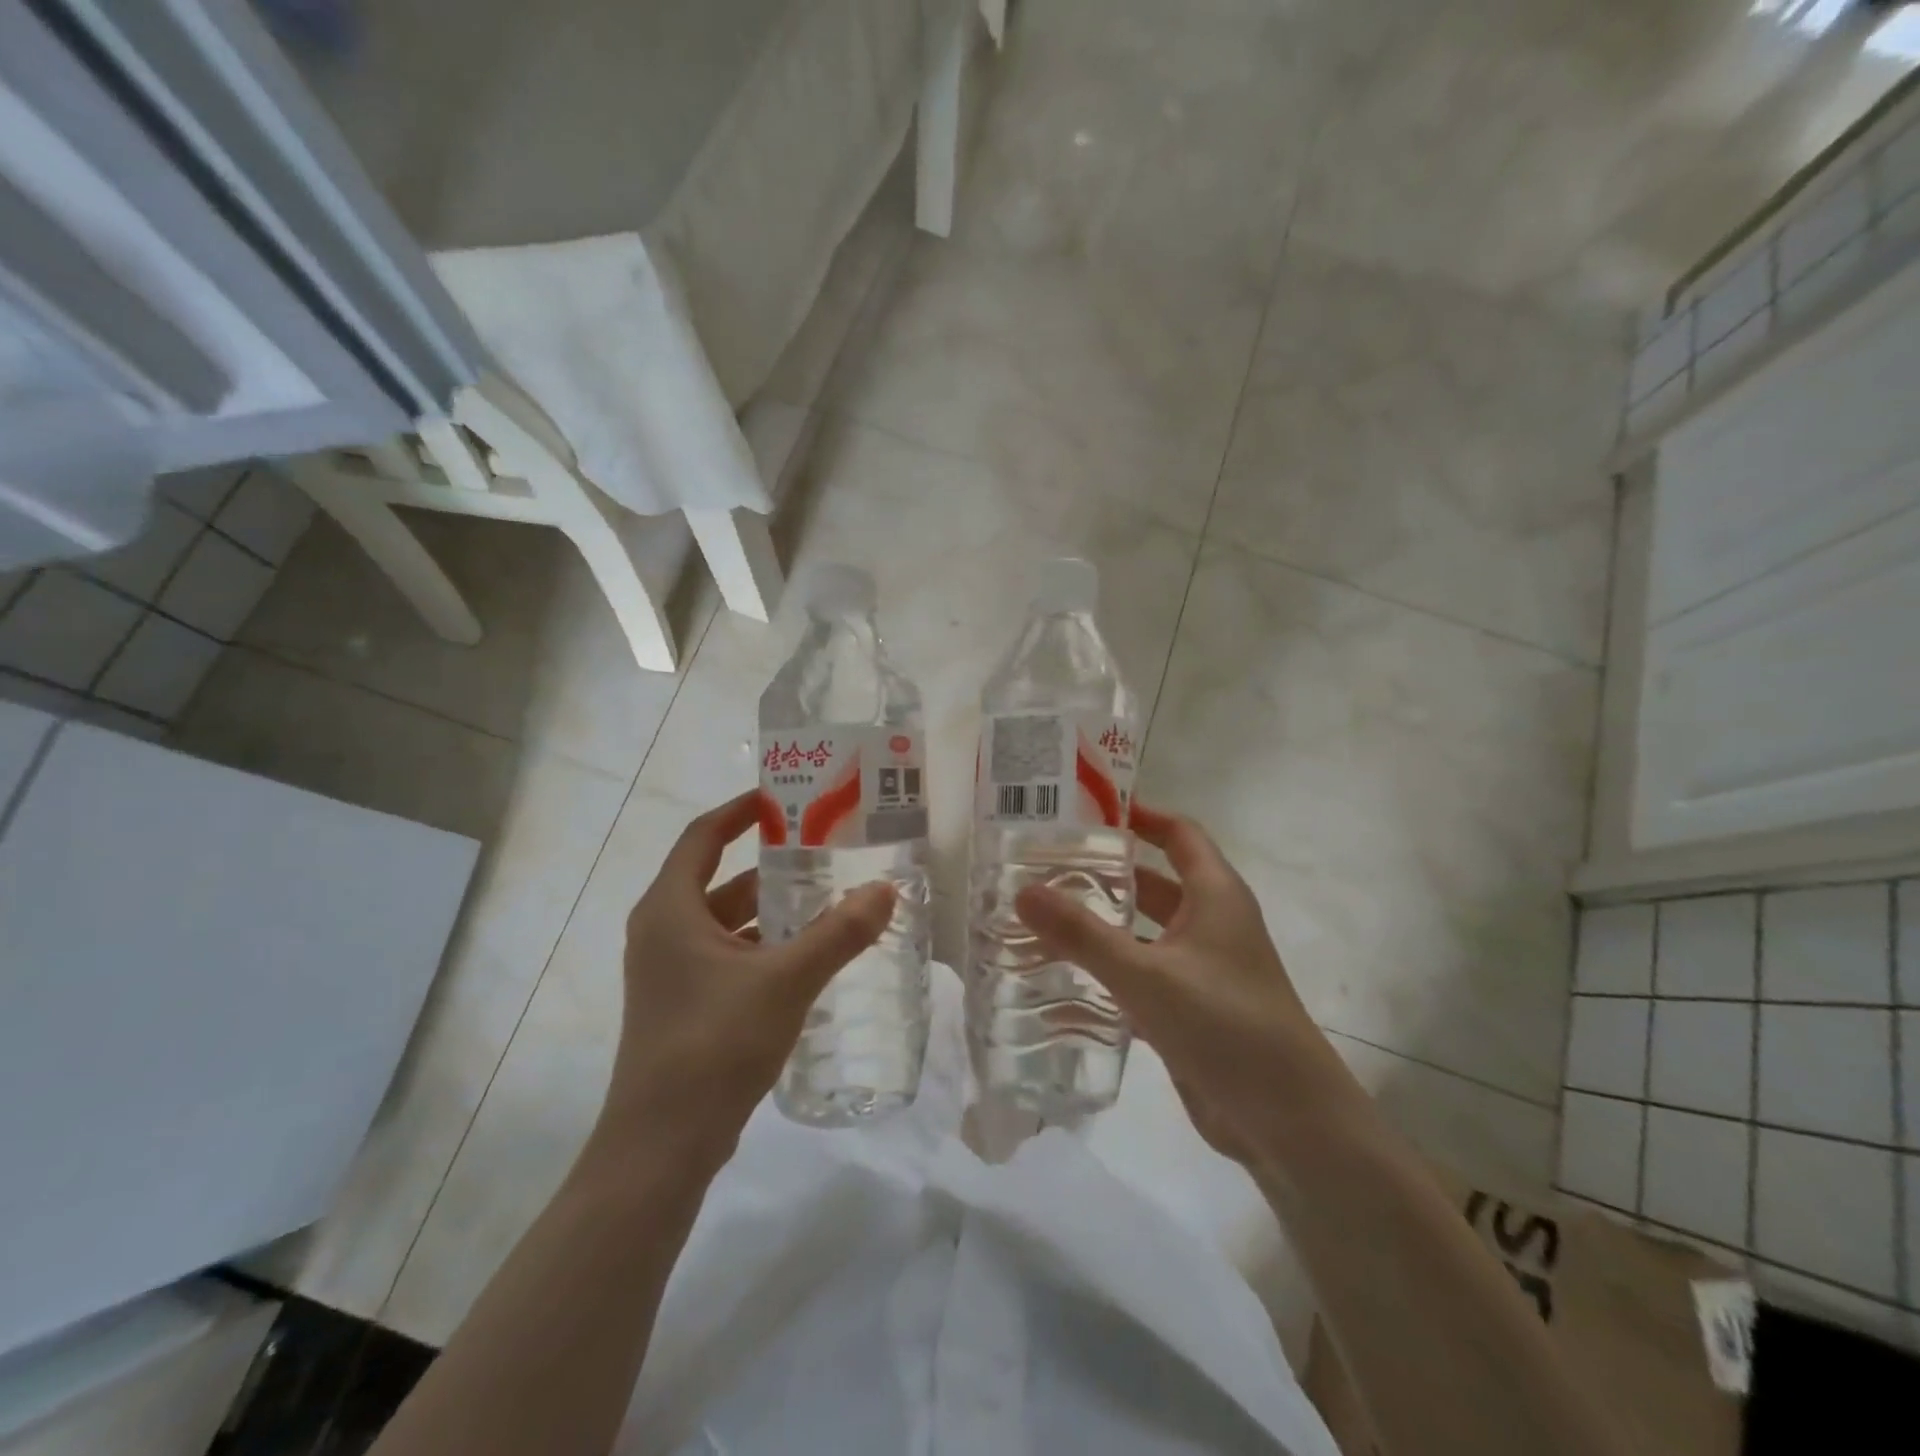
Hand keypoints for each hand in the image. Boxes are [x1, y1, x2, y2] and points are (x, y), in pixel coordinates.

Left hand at [596, 791, 894, 1173]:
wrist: (662, 1145)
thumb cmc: (714, 1044)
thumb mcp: (786, 980)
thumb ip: (838, 933)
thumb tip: (885, 890)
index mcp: (670, 909)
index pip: (703, 835)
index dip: (741, 810)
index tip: (785, 797)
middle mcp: (662, 931)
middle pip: (719, 877)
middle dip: (770, 863)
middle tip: (823, 849)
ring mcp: (670, 971)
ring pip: (725, 920)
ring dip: (770, 909)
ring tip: (826, 899)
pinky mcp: (683, 1003)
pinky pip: (727, 954)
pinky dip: (762, 945)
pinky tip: (806, 956)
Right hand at [1015, 802, 1353, 1164]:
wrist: (1289, 1124)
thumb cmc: (1227, 1026)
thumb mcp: (1147, 975)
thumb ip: (1082, 934)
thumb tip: (1022, 891)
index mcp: (1215, 895)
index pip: (1178, 833)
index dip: (1139, 815)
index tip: (1084, 810)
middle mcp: (1210, 923)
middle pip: (1152, 881)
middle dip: (1103, 873)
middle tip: (1043, 866)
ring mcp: (1201, 969)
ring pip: (1143, 932)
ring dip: (1101, 926)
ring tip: (1040, 919)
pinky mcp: (1190, 1011)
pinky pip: (1141, 977)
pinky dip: (1107, 974)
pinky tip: (1059, 983)